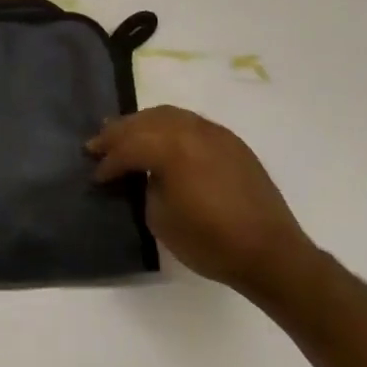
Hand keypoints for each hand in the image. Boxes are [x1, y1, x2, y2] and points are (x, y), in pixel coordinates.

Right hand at [88, 106, 314, 300]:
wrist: (270, 252)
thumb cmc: (211, 241)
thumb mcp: (161, 219)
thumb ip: (147, 186)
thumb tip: (146, 174)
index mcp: (171, 148)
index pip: (128, 147)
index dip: (108, 161)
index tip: (95, 174)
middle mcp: (191, 130)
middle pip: (145, 121)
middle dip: (118, 132)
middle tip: (97, 143)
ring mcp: (213, 132)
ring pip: (168, 115)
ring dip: (142, 123)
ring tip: (124, 132)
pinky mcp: (230, 141)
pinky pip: (191, 123)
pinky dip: (169, 126)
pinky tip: (162, 138)